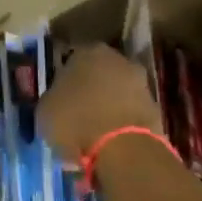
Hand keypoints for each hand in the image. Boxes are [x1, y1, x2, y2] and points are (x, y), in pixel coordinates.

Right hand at [39, 43, 162, 161]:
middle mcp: (117, 58)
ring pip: (117, 93)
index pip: (71, 61)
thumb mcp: (45, 111)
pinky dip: (123, 124)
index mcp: (87, 52)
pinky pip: (131, 113)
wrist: (123, 148)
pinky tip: (112, 142)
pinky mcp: (156, 107)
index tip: (59, 100)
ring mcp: (140, 82)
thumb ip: (52, 100)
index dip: (64, 81)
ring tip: (94, 134)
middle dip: (90, 91)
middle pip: (99, 74)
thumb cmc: (76, 122)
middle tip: (77, 115)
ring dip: (108, 107)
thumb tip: (57, 103)